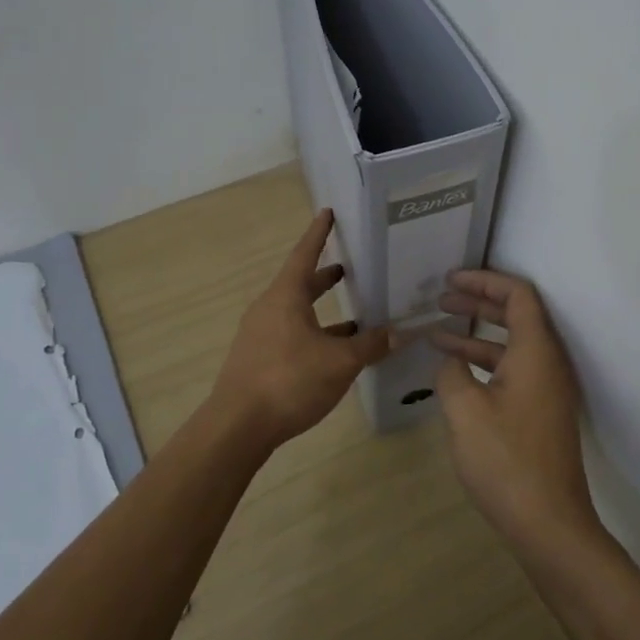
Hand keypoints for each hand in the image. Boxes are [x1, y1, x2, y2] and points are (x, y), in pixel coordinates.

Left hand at [208, 209, 391, 450]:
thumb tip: (402, 332)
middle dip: (325, 276)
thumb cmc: (289, 381)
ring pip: (297, 313)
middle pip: (300, 283)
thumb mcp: (340, 362)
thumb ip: (371, 345)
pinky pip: (292, 335)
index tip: (327, 212)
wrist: (238, 426)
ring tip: (356, 317)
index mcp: (285, 297)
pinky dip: (315, 335)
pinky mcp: (259, 359)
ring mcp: (260, 335)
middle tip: (350, 267)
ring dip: (323, 311)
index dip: (319, 233)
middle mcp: (269, 309)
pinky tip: (335, 353)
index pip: (305, 254)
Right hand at [430, 269, 603, 556]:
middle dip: (478, 302)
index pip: (518, 295)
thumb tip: (450, 360)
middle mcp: (549, 363)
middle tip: (441, 298)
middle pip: (517, 315)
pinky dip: (484, 362)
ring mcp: (548, 390)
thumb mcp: (465, 410)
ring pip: (512, 346)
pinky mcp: (541, 413)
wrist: (548, 524)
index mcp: (536, 352)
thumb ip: (452, 371)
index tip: (451, 280)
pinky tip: (455, 372)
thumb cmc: (505, 460)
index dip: (484, 280)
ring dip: (476, 334)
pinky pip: (513, 370)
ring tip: (436, 332)